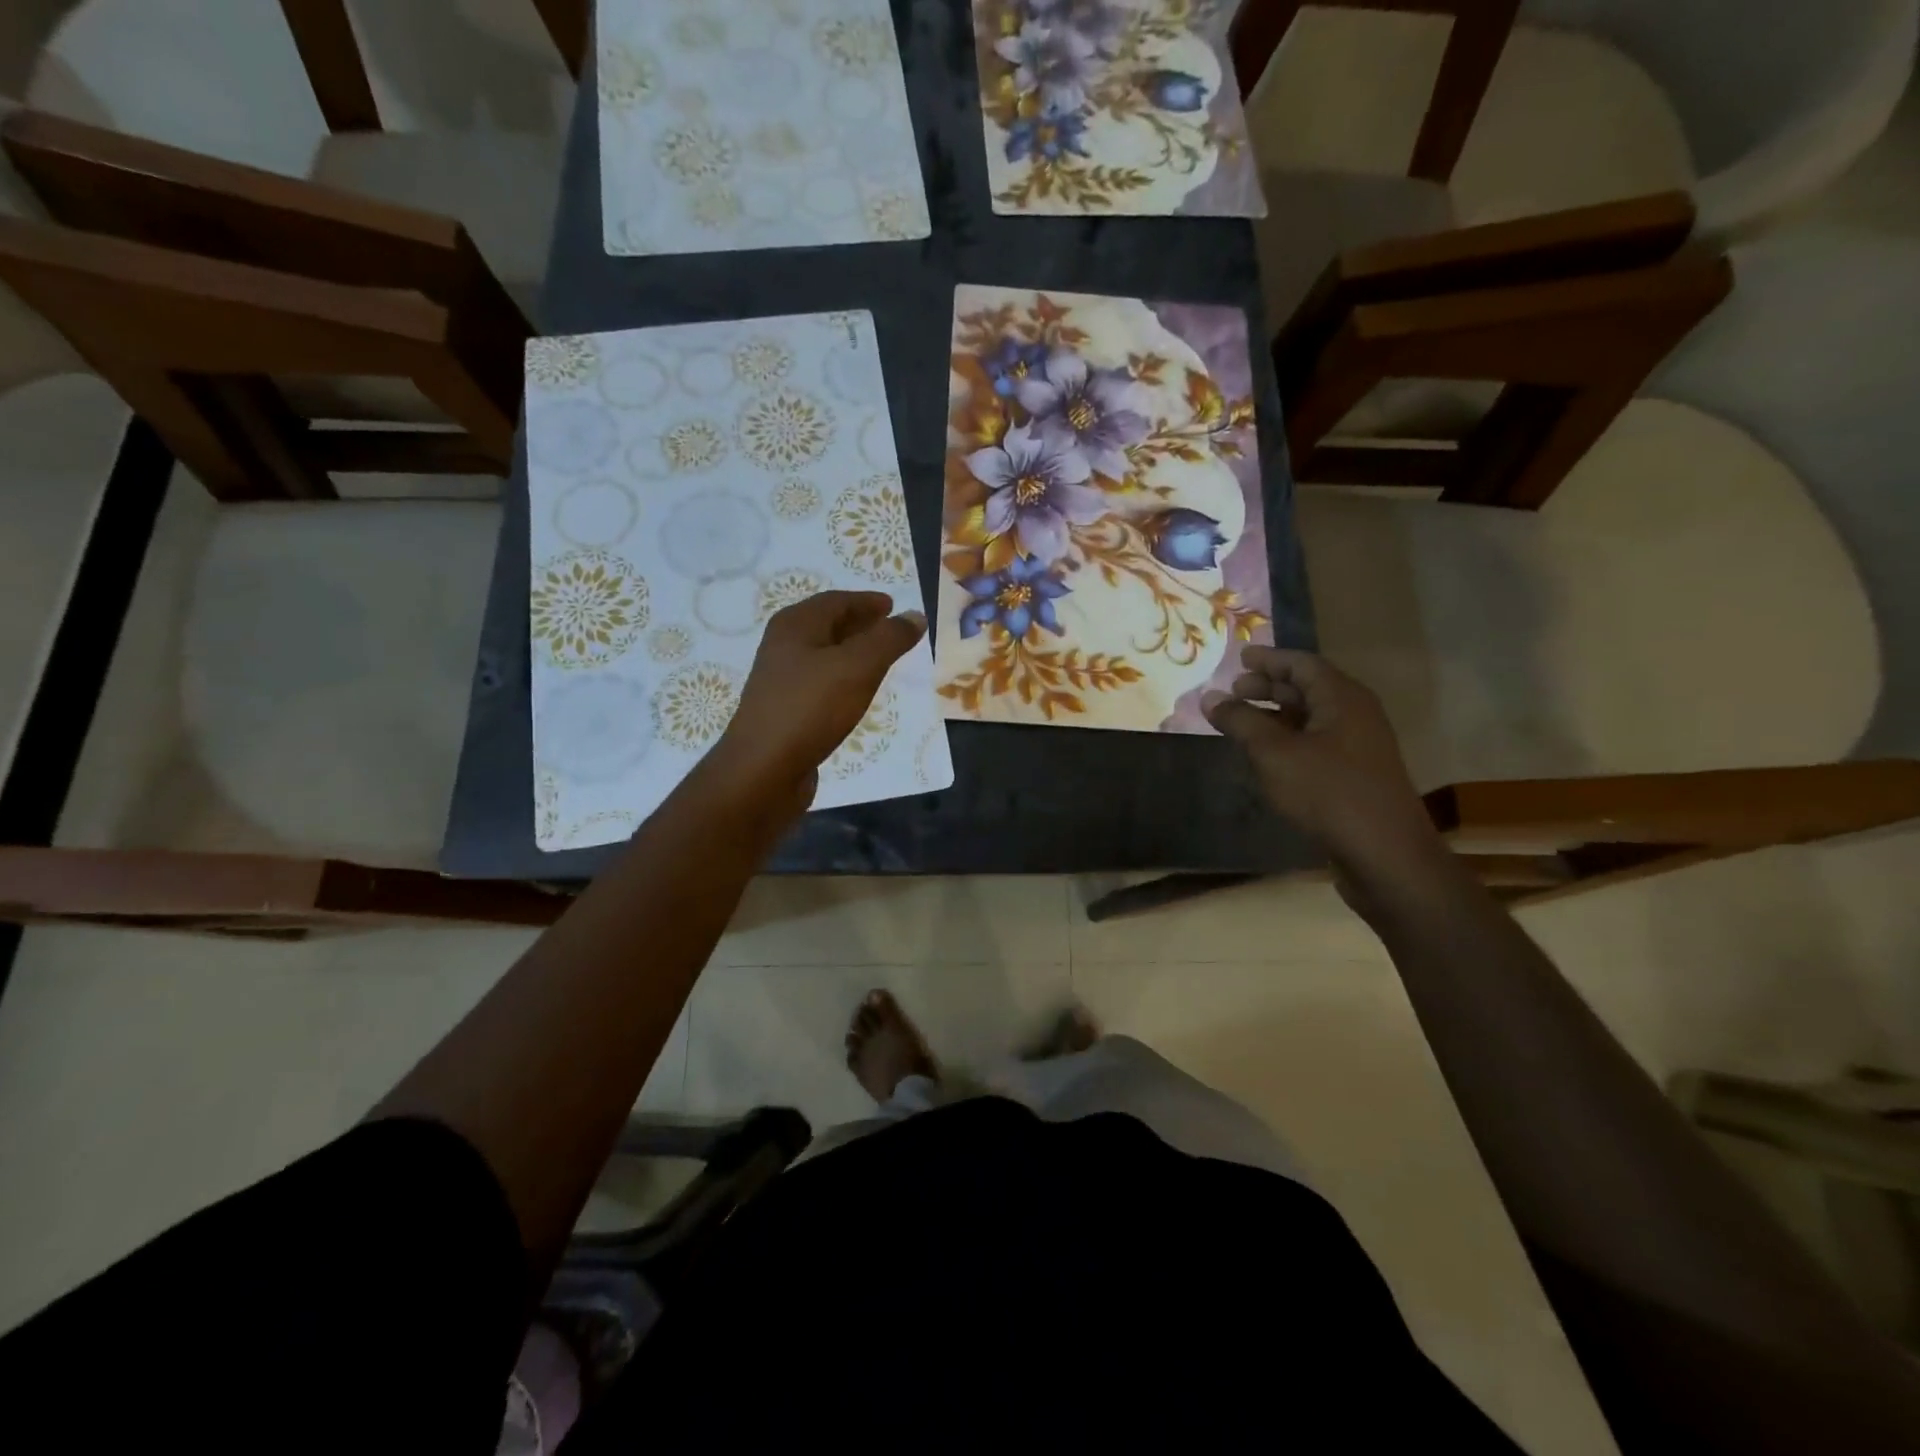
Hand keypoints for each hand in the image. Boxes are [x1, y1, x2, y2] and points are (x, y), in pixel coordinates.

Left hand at [710, 591, 925, 816]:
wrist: (764, 770)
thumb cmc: (811, 708)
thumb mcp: (858, 667)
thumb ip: (889, 639)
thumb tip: (915, 616)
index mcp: (795, 626)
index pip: (836, 601)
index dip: (867, 602)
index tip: (893, 606)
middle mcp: (784, 646)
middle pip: (827, 626)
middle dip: (860, 625)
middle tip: (891, 630)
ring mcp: (781, 680)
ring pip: (824, 656)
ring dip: (853, 653)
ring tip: (881, 661)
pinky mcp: (785, 711)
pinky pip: (820, 683)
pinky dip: (843, 679)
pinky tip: (856, 694)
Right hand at [1202, 648, 1444, 893]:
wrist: (1383, 853)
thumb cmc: (1327, 792)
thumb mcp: (1274, 753)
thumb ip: (1240, 721)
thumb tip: (1210, 698)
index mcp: (1342, 698)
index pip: (1302, 663)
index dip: (1269, 659)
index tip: (1239, 658)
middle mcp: (1354, 714)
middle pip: (1308, 688)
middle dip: (1269, 687)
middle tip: (1234, 691)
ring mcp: (1357, 746)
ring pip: (1310, 718)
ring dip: (1275, 715)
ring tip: (1241, 723)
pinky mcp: (1354, 774)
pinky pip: (1316, 742)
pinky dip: (1287, 740)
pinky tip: (1265, 756)